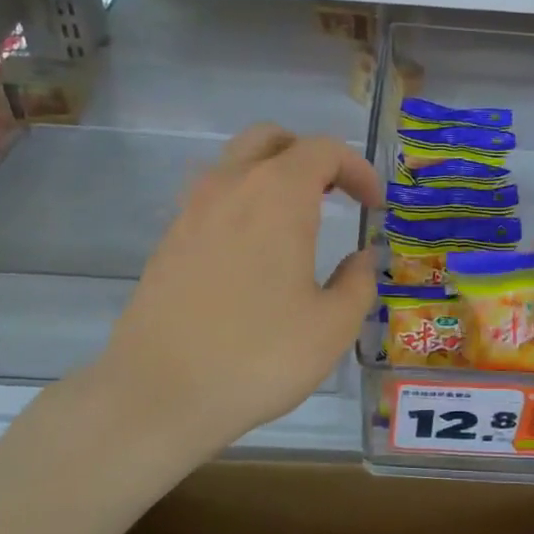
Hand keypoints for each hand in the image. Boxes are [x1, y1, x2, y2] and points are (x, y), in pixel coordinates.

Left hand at [98, 124, 380, 450]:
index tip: (375, 206)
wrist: (158, 394)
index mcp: (276, 195)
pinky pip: (213, 200)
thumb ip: (358, 282)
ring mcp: (191, 211)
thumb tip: (361, 259)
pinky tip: (255, 255)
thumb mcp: (332, 327)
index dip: (358, 169)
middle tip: (335, 195)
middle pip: (271, 139)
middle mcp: (230, 187)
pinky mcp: (169, 241)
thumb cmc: (258, 356)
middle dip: (310, 156)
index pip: (323, 150)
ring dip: (272, 177)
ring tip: (297, 222)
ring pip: (236, 164)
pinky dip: (243, 205)